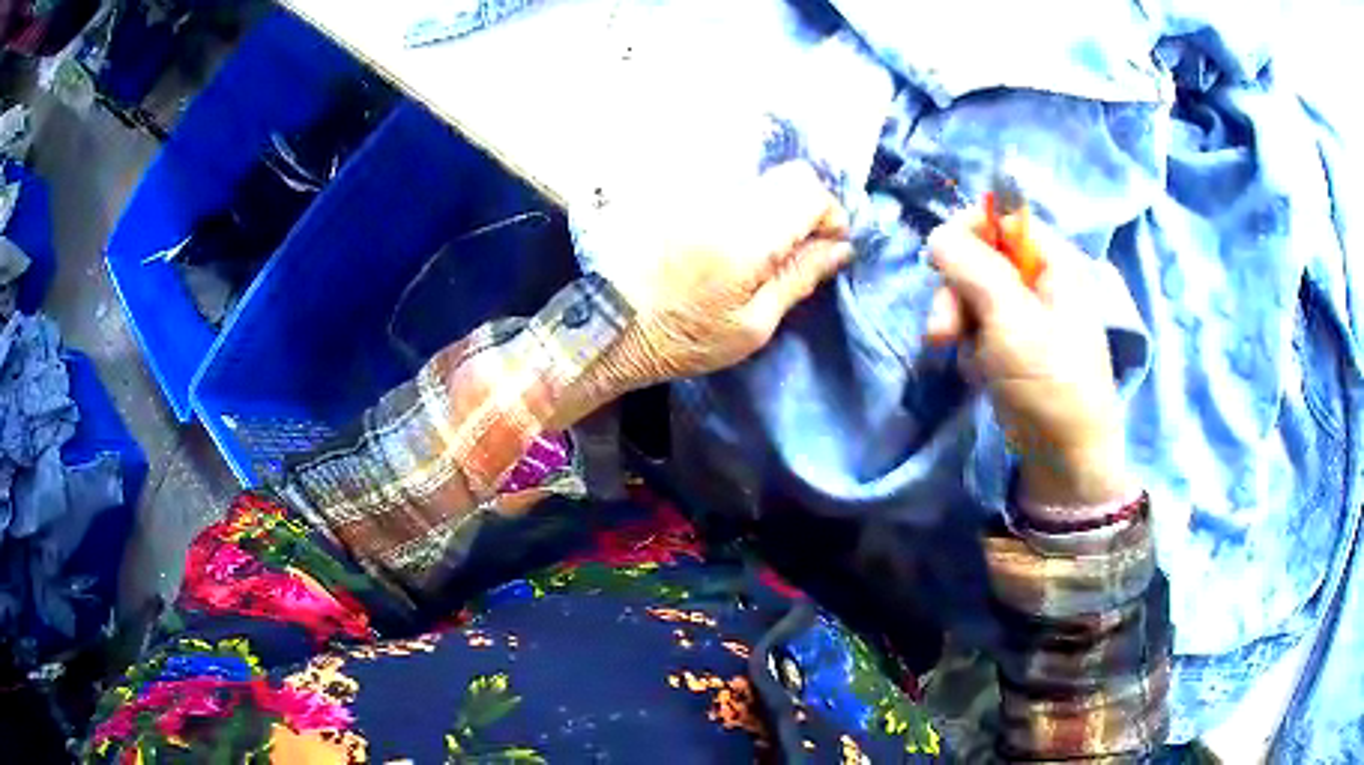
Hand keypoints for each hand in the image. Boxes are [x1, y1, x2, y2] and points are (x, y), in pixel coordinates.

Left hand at [595, 161, 851, 387]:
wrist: (611, 326)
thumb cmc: (684, 338)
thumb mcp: (752, 325)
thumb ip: (799, 278)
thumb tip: (841, 248)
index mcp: (745, 236)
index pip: (808, 189)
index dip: (830, 214)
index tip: (827, 246)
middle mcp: (721, 199)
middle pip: (788, 175)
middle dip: (807, 206)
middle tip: (800, 246)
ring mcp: (697, 189)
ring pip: (760, 177)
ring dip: (776, 204)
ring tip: (765, 245)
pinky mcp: (679, 191)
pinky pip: (731, 181)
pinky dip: (748, 201)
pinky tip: (735, 235)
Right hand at [925, 210, 1133, 506]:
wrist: (1065, 459)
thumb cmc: (1049, 382)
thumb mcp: (1010, 319)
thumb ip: (973, 268)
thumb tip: (937, 234)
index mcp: (1055, 263)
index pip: (1004, 220)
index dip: (969, 232)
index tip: (940, 260)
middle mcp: (1042, 282)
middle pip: (982, 260)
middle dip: (956, 293)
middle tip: (941, 334)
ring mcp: (1028, 318)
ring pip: (974, 297)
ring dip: (959, 325)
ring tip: (965, 362)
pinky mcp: (1016, 348)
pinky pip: (979, 330)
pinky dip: (971, 349)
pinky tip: (978, 373)